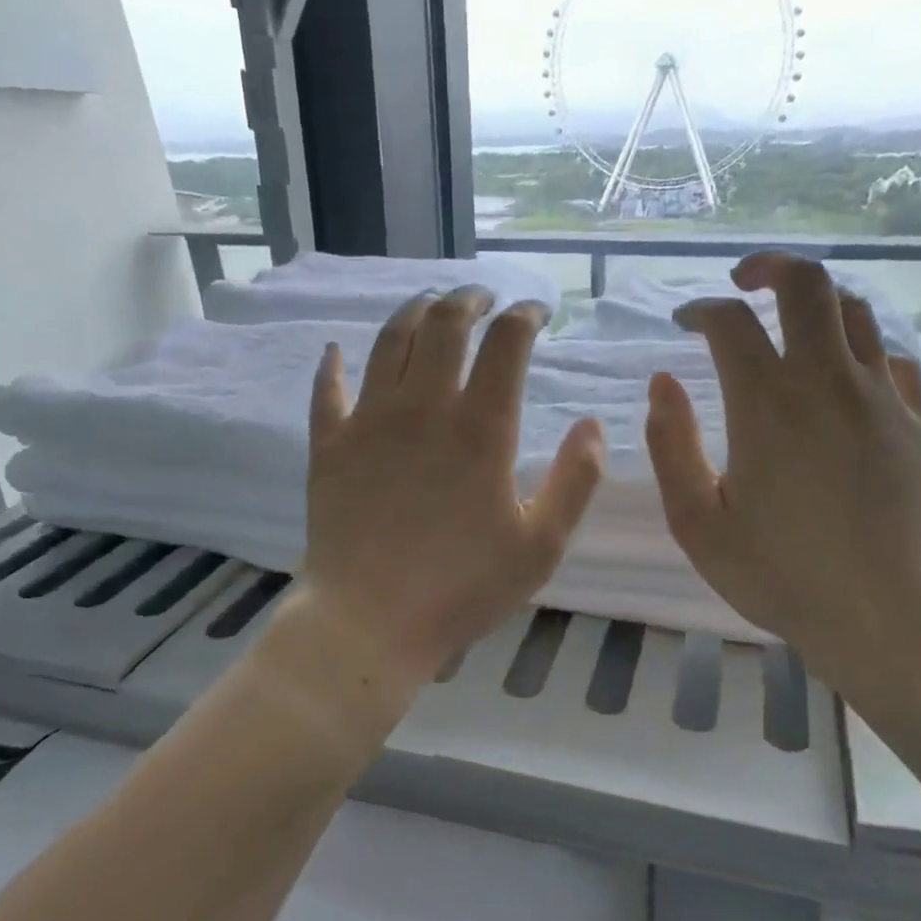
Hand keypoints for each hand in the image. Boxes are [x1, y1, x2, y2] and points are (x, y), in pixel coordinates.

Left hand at [299, 287, 605, 694]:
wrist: (369, 623)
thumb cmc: (462, 588)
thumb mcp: (541, 545)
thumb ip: (576, 480)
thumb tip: (592, 425)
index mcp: (481, 428)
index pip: (507, 343)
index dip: (525, 315)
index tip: (537, 311)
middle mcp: (424, 407)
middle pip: (445, 324)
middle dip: (469, 299)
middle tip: (483, 297)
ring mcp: (369, 421)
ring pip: (390, 342)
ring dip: (413, 312)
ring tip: (429, 303)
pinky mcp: (330, 444)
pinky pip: (328, 389)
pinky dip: (334, 364)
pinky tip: (336, 351)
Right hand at [645, 252, 920, 685]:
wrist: (884, 612)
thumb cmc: (779, 573)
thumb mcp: (697, 522)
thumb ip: (672, 446)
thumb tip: (664, 384)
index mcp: (766, 403)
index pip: (730, 323)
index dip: (701, 311)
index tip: (685, 324)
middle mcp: (826, 381)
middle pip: (808, 285)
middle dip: (770, 268)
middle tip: (744, 282)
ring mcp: (880, 397)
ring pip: (855, 311)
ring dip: (817, 302)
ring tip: (792, 321)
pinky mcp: (915, 421)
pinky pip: (893, 358)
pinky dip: (863, 349)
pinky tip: (847, 374)